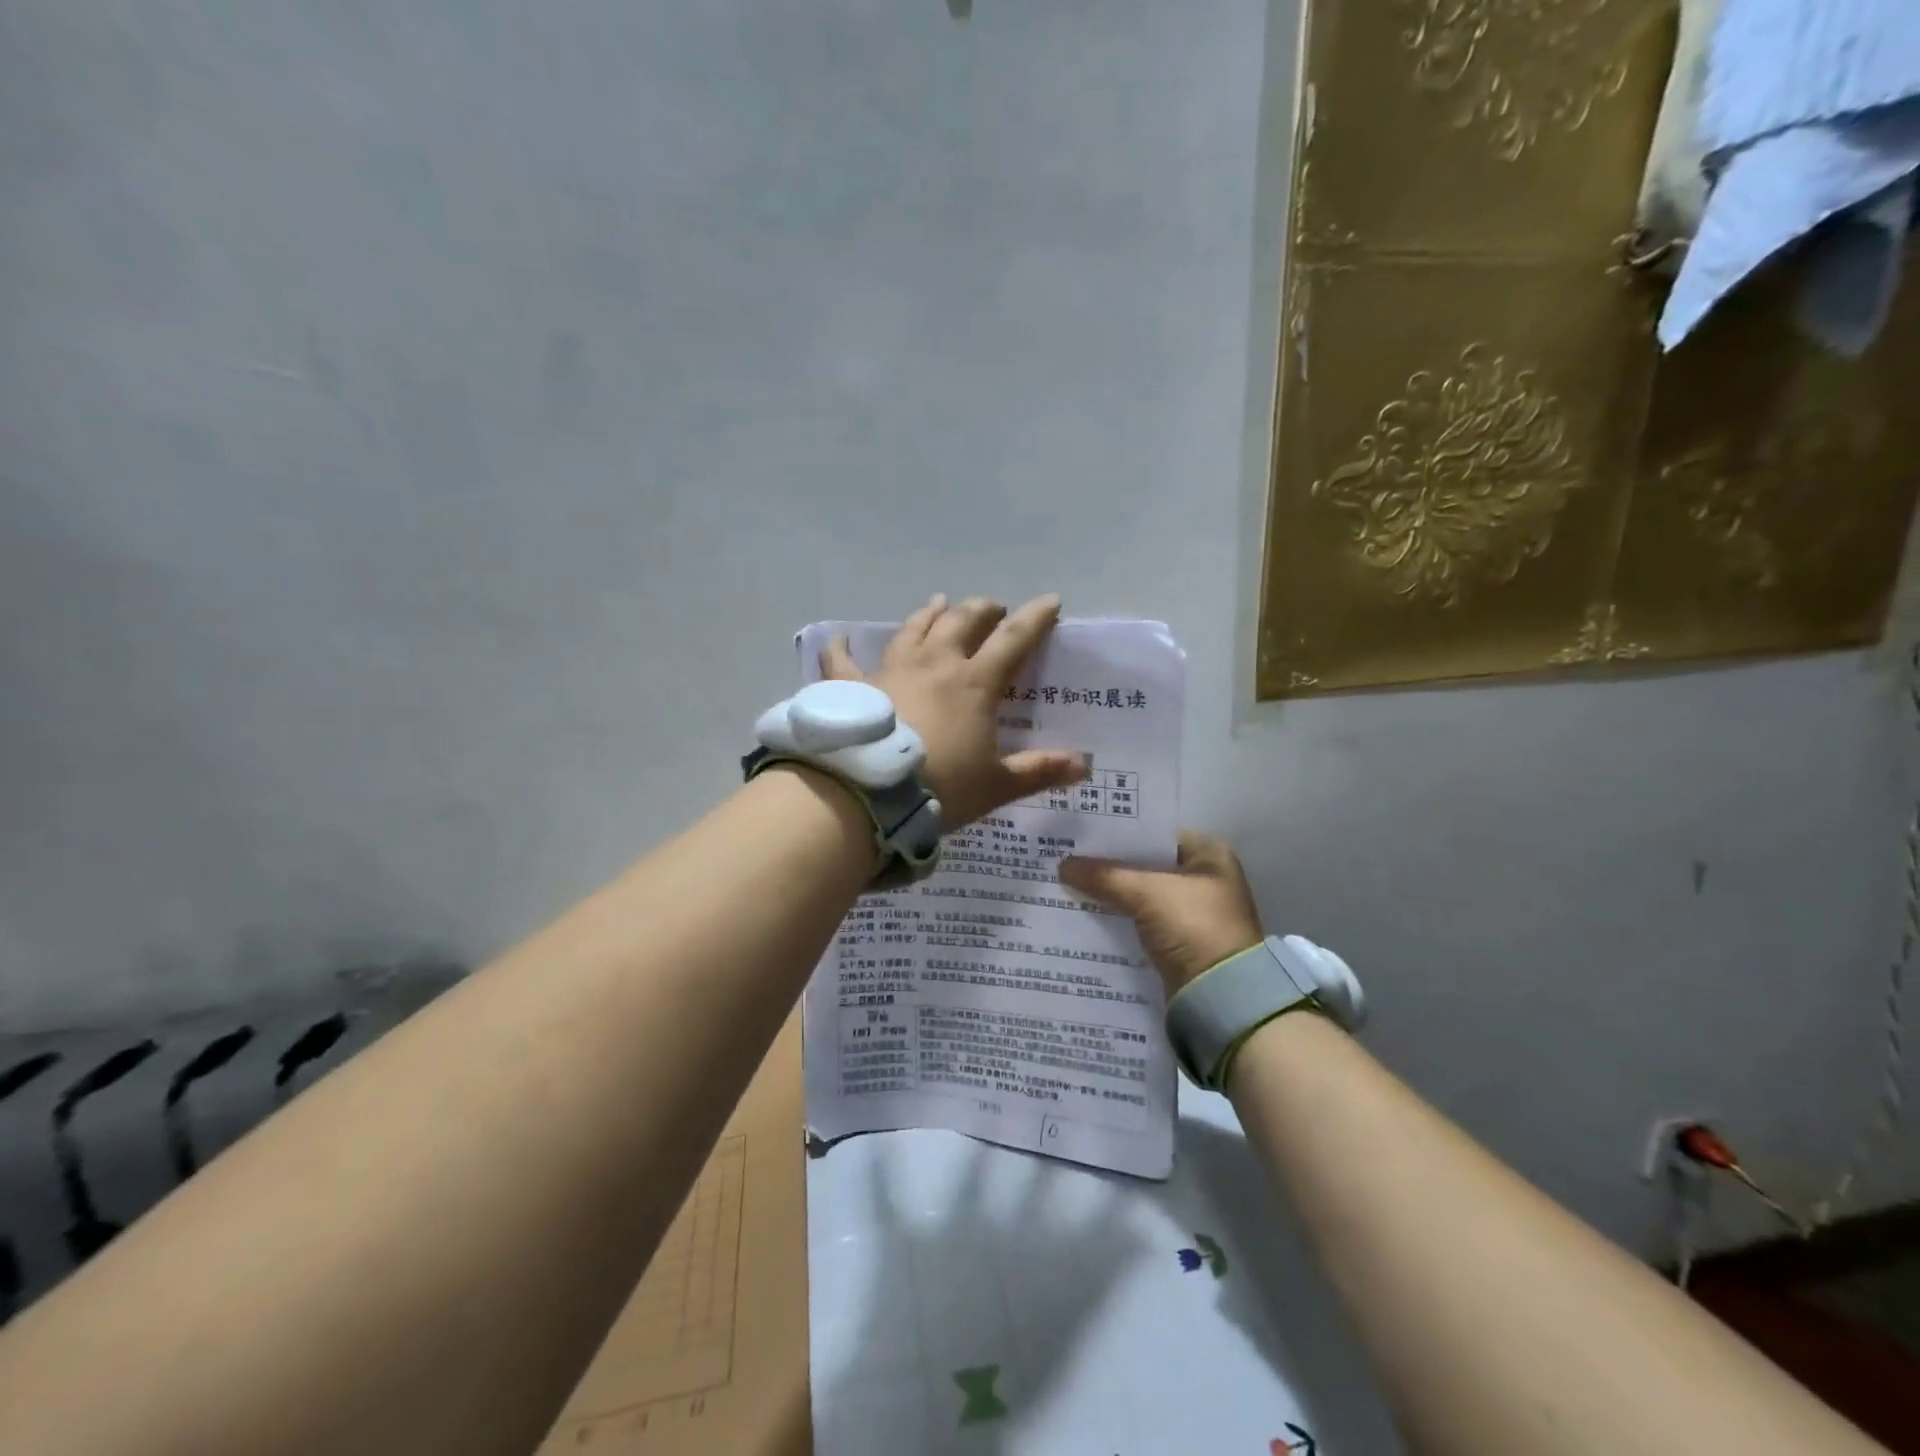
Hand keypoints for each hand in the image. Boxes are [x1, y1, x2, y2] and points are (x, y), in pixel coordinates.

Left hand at [820, 593, 1087, 826]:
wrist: (870, 792)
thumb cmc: (940, 787)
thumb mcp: (996, 785)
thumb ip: (1038, 771)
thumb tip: (1084, 765)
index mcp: (974, 683)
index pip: (1013, 640)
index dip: (1034, 619)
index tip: (1050, 601)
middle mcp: (935, 665)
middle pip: (962, 622)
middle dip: (982, 610)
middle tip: (992, 608)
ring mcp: (890, 670)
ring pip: (914, 629)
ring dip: (930, 614)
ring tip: (939, 603)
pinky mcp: (852, 686)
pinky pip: (842, 660)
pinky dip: (841, 648)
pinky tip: (838, 638)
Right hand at [1059, 831, 1263, 995]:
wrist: (1221, 998)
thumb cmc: (1193, 926)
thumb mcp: (1146, 893)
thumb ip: (1104, 875)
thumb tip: (1063, 865)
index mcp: (1209, 854)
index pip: (1154, 833)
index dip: (1118, 832)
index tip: (1081, 832)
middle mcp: (1204, 878)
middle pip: (1145, 864)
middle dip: (1109, 864)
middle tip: (1067, 856)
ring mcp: (1192, 912)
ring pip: (1140, 894)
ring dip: (1110, 892)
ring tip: (1067, 882)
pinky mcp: (1178, 941)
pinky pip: (1139, 921)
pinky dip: (1117, 917)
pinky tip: (1085, 912)